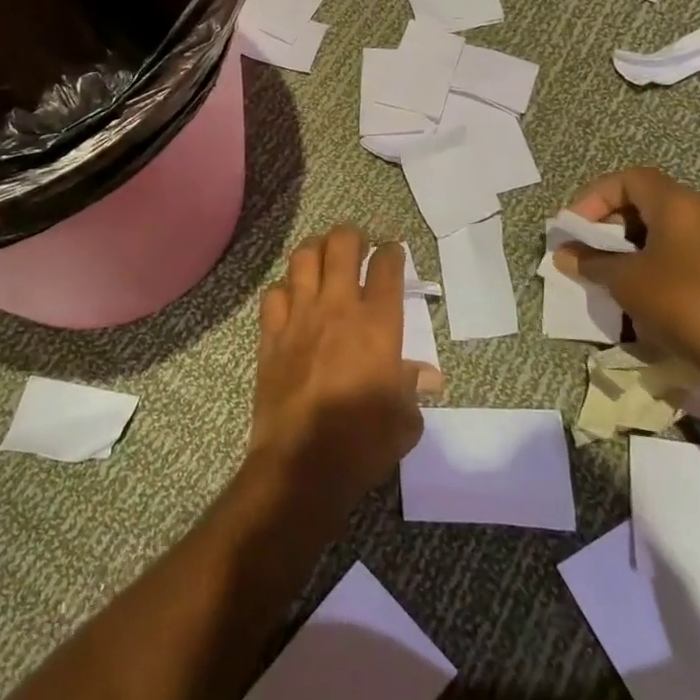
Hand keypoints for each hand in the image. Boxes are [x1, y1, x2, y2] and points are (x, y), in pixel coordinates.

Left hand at [247, 225, 439, 529]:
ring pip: (303, 258)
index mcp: (378, 324)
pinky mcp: (271, 336)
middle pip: (342, 245)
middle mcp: (338, 308)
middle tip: (358, 245)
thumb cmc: (364, 442)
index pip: (387, 267)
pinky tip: (292, 298)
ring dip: (316, 249)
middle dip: (352, 236)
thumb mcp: (405, 419)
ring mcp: (300, 318)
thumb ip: (413, 388)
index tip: (393, 251)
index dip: (392, 251)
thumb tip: (427, 377)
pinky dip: (285, 288)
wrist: (303, 464)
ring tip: (323, 256)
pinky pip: (274, 294)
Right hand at [554, 167, 699, 390]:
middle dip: (609, 221)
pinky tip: (637, 289)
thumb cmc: (682, 303)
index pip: (628, 179)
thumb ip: (591, 262)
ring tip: (605, 270)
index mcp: (678, 203)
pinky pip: (679, 250)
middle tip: (585, 248)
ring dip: (628, 244)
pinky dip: (651, 260)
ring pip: (662, 227)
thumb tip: (563, 254)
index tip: (574, 226)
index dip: (594, 197)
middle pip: (645, 200)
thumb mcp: (626, 281)